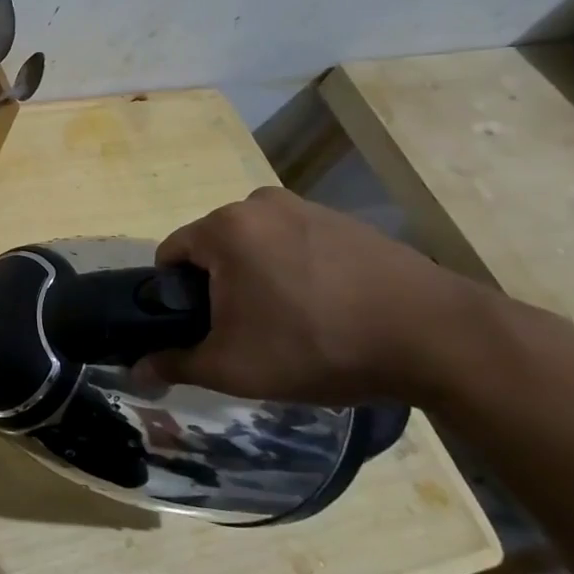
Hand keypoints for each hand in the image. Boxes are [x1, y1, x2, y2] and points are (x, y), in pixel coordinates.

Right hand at [134, 187, 493, 406]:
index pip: (170, 255)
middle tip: (247, 334)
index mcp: (225, 227)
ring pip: (256, 246)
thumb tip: (137, 370)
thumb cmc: (317, 345)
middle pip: (214, 248)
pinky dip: (295, 271)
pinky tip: (326, 309)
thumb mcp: (235, 367)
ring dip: (257, 279)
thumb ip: (177, 364)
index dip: (174, 297)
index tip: (200, 330)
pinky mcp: (344, 220)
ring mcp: (306, 207)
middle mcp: (259, 203)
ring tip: (291, 324)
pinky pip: (295, 244)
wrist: (436, 337)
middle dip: (219, 287)